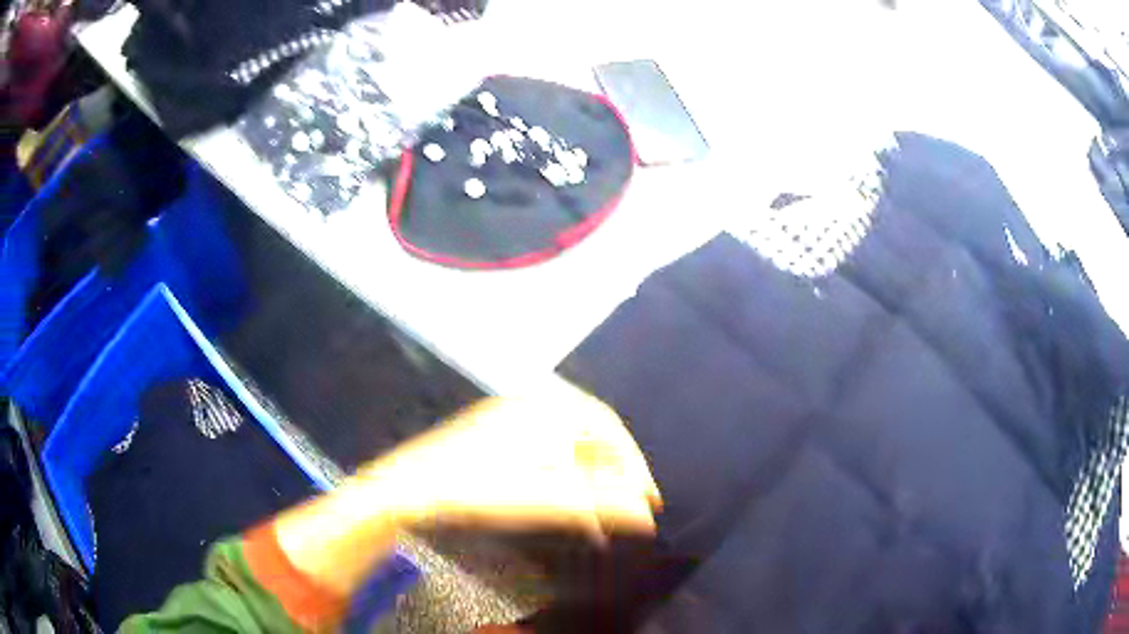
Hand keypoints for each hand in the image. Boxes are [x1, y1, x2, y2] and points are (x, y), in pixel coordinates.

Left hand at [362, 380, 662, 540]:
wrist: (410, 488)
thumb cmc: (479, 490)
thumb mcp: (544, 499)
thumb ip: (600, 504)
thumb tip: (646, 514)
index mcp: (548, 408)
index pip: (609, 427)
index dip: (634, 463)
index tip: (648, 497)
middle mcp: (532, 404)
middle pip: (589, 435)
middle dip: (614, 471)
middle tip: (631, 504)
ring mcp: (509, 417)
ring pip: (566, 444)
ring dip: (589, 476)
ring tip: (602, 509)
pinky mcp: (493, 434)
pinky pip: (543, 450)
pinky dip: (563, 475)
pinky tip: (566, 501)